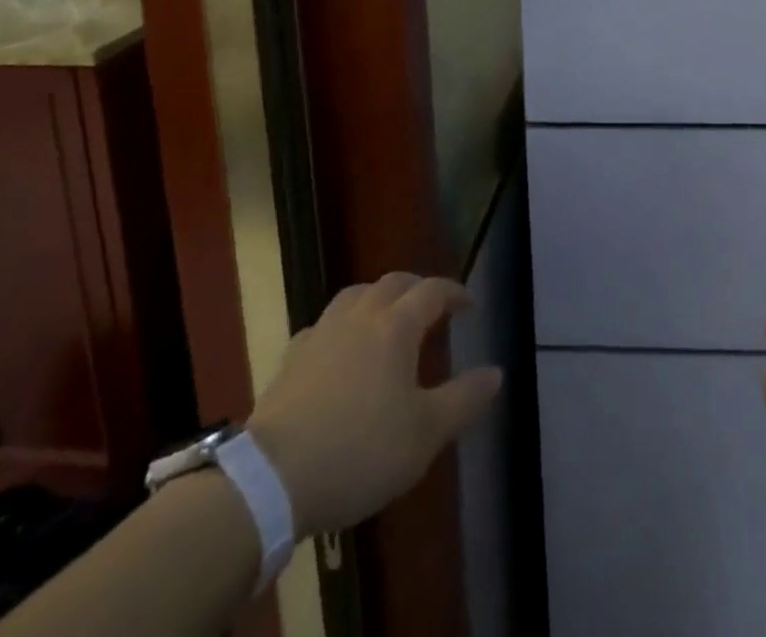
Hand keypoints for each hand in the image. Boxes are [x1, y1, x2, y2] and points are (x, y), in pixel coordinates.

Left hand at [247, 272, 501, 536]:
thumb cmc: (360, 451)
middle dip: (417, 288)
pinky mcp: (290, 361)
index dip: (454, 292)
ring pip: (354, 296)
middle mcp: (359, 317)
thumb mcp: (425, 434)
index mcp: (395, 327)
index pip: (432, 291)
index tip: (469, 304)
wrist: (270, 480)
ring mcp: (320, 335)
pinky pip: (322, 327)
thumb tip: (496, 372)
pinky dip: (340, 328)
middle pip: (392, 284)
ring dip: (377, 299)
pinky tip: (338, 351)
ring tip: (385, 319)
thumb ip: (464, 399)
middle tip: (431, 306)